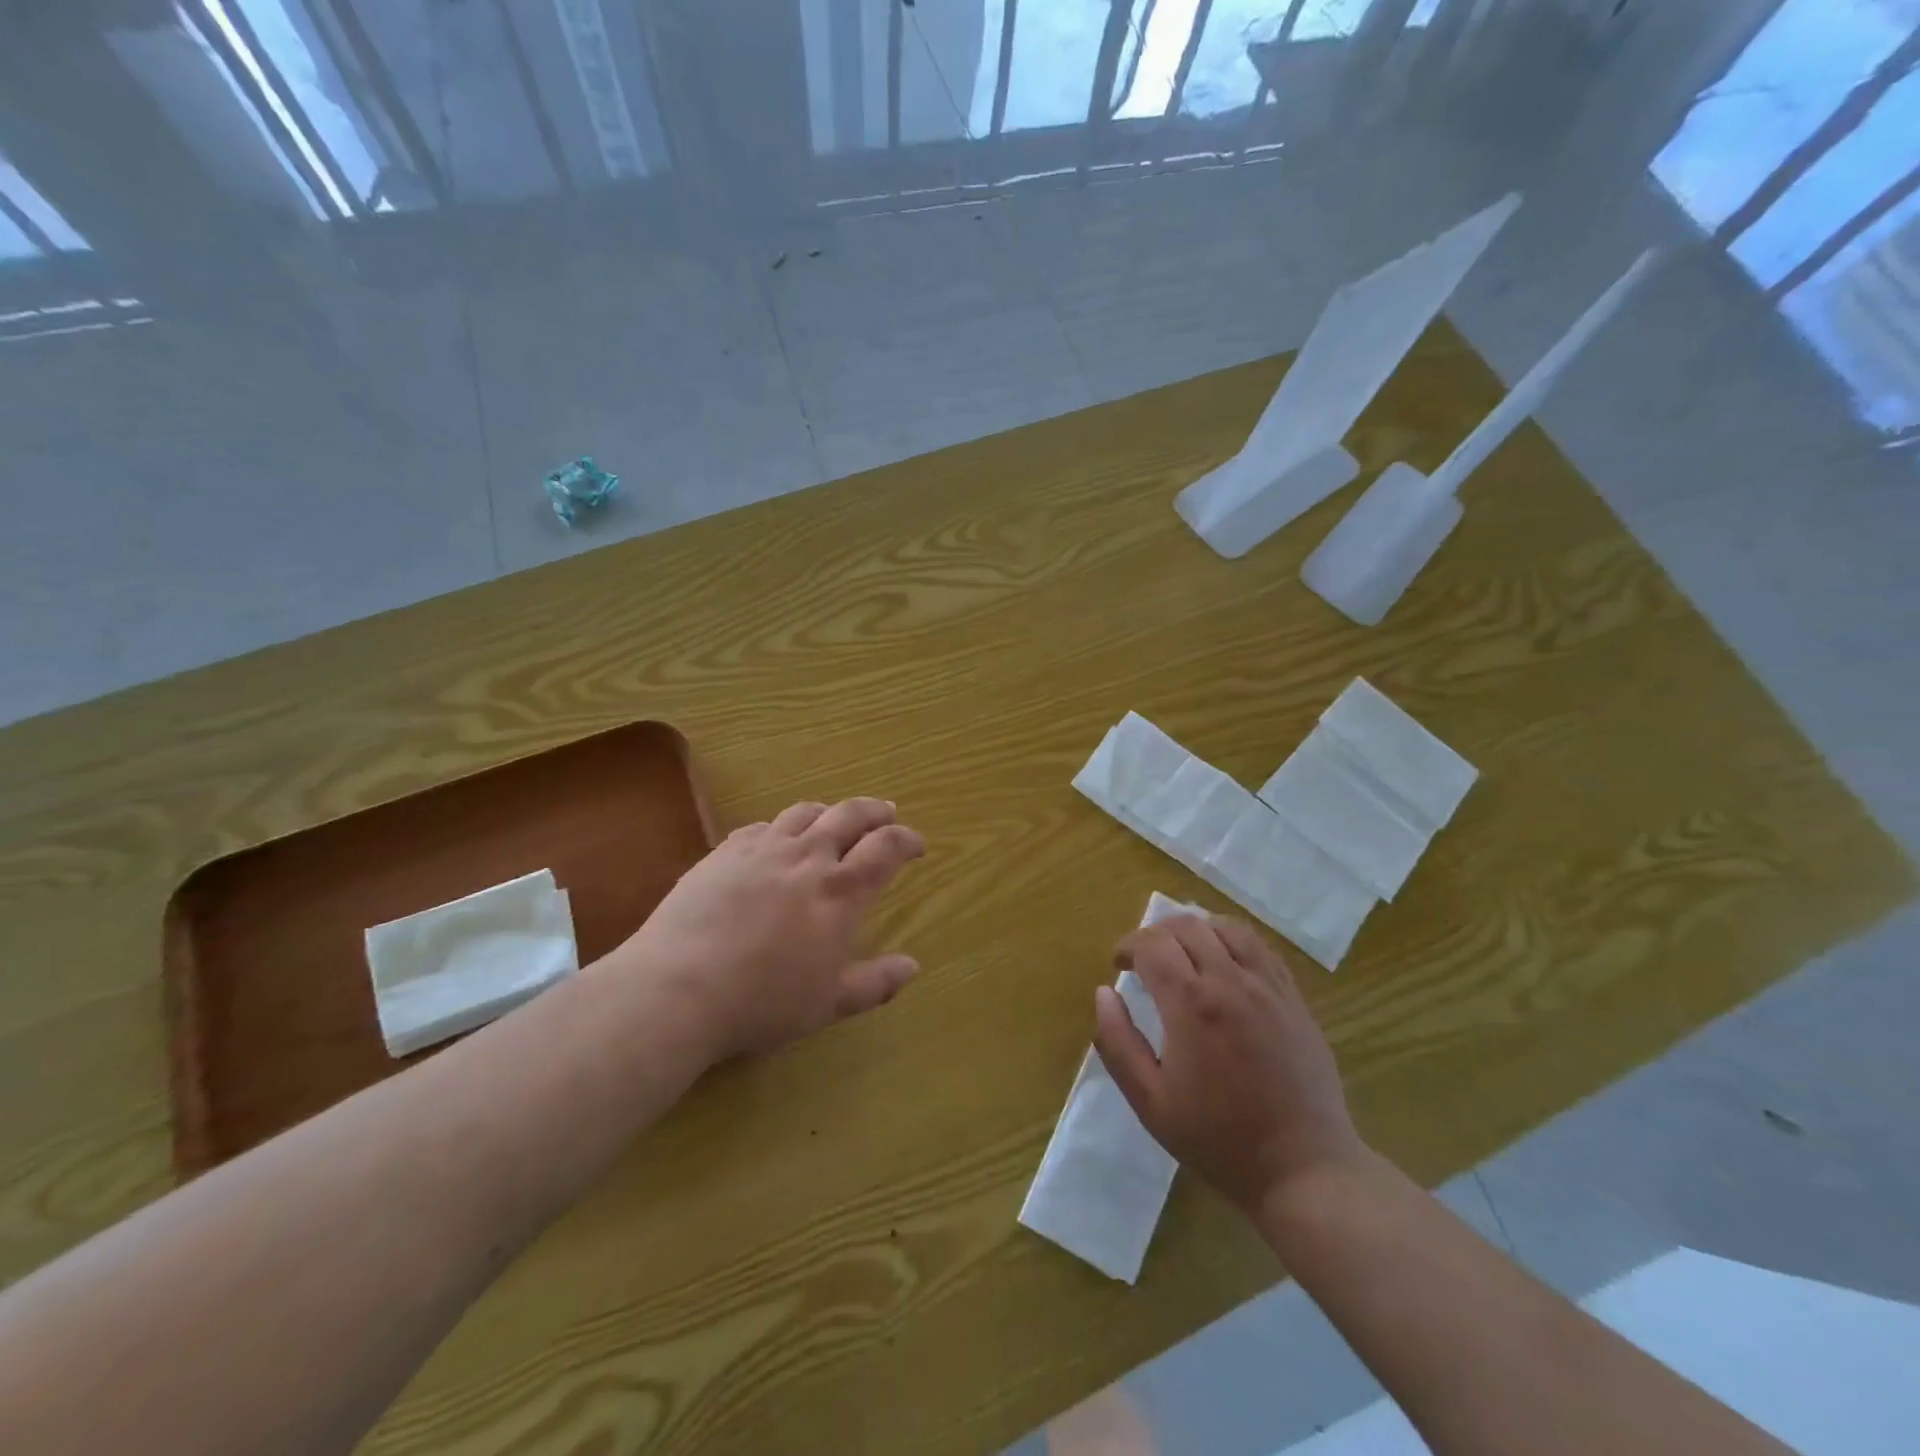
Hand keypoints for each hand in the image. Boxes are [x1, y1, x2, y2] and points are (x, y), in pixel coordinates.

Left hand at [616, 798, 925, 1062]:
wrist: (677, 988)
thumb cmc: (762, 1001)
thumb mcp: (828, 1004)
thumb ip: (875, 983)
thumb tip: (913, 967)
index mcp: (841, 891)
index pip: (886, 848)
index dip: (907, 839)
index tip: (917, 844)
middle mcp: (807, 857)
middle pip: (850, 815)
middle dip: (875, 811)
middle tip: (887, 813)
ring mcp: (763, 849)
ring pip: (805, 812)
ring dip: (829, 811)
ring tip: (835, 819)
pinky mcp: (724, 852)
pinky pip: (762, 826)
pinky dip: (782, 827)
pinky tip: (777, 840)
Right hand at [1092, 915, 1364, 1217]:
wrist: (1303, 1169)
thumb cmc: (1218, 1139)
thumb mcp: (1150, 1102)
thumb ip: (1117, 1042)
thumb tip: (1104, 993)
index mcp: (1191, 1004)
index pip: (1152, 945)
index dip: (1128, 946)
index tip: (1118, 964)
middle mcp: (1230, 981)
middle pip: (1187, 927)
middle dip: (1156, 933)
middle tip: (1144, 959)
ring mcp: (1268, 987)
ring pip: (1227, 928)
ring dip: (1196, 930)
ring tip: (1183, 953)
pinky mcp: (1294, 998)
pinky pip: (1261, 947)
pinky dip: (1233, 941)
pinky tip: (1224, 961)